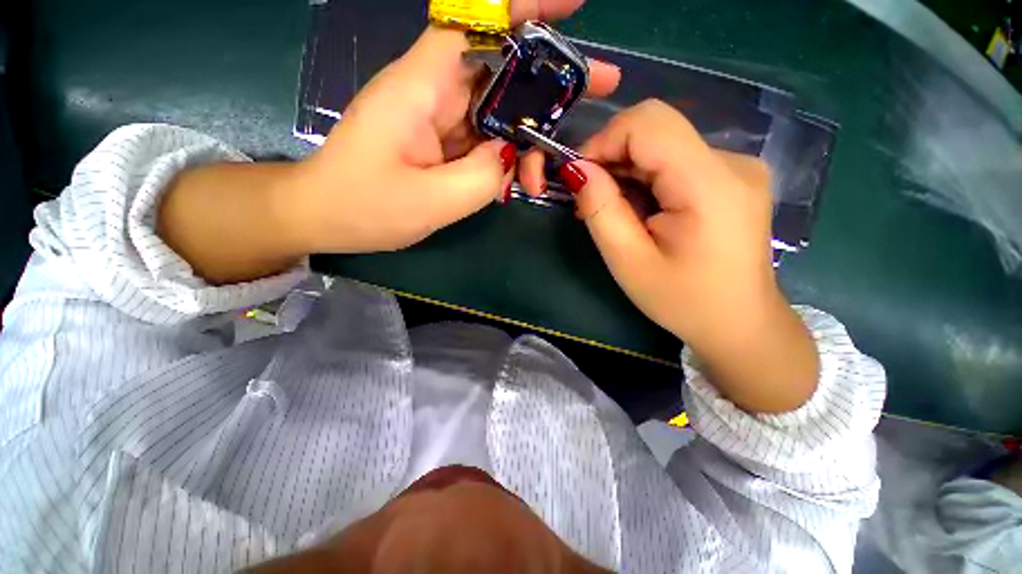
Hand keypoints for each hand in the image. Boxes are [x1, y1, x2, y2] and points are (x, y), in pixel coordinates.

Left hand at [159, 1, 618, 284]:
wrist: (328, 216)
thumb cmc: (364, 208)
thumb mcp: (430, 201)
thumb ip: (481, 177)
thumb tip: (513, 155)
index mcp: (421, 87)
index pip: (476, 23)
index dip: (524, 10)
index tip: (571, 10)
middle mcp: (433, 92)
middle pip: (502, 69)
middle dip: (550, 79)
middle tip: (600, 86)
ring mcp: (439, 119)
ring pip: (498, 113)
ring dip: (527, 139)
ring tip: (540, 175)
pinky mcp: (441, 143)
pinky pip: (484, 141)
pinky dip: (506, 159)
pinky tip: (515, 182)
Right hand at [525, 100, 818, 412]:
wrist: (740, 324)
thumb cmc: (683, 301)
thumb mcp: (629, 262)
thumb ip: (601, 210)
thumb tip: (577, 170)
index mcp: (709, 184)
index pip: (649, 122)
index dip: (604, 139)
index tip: (579, 175)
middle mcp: (732, 162)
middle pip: (656, 129)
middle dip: (611, 155)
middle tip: (590, 197)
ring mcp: (736, 168)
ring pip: (663, 144)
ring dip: (626, 170)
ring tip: (611, 209)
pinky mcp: (732, 178)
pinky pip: (676, 160)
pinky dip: (646, 177)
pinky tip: (638, 208)